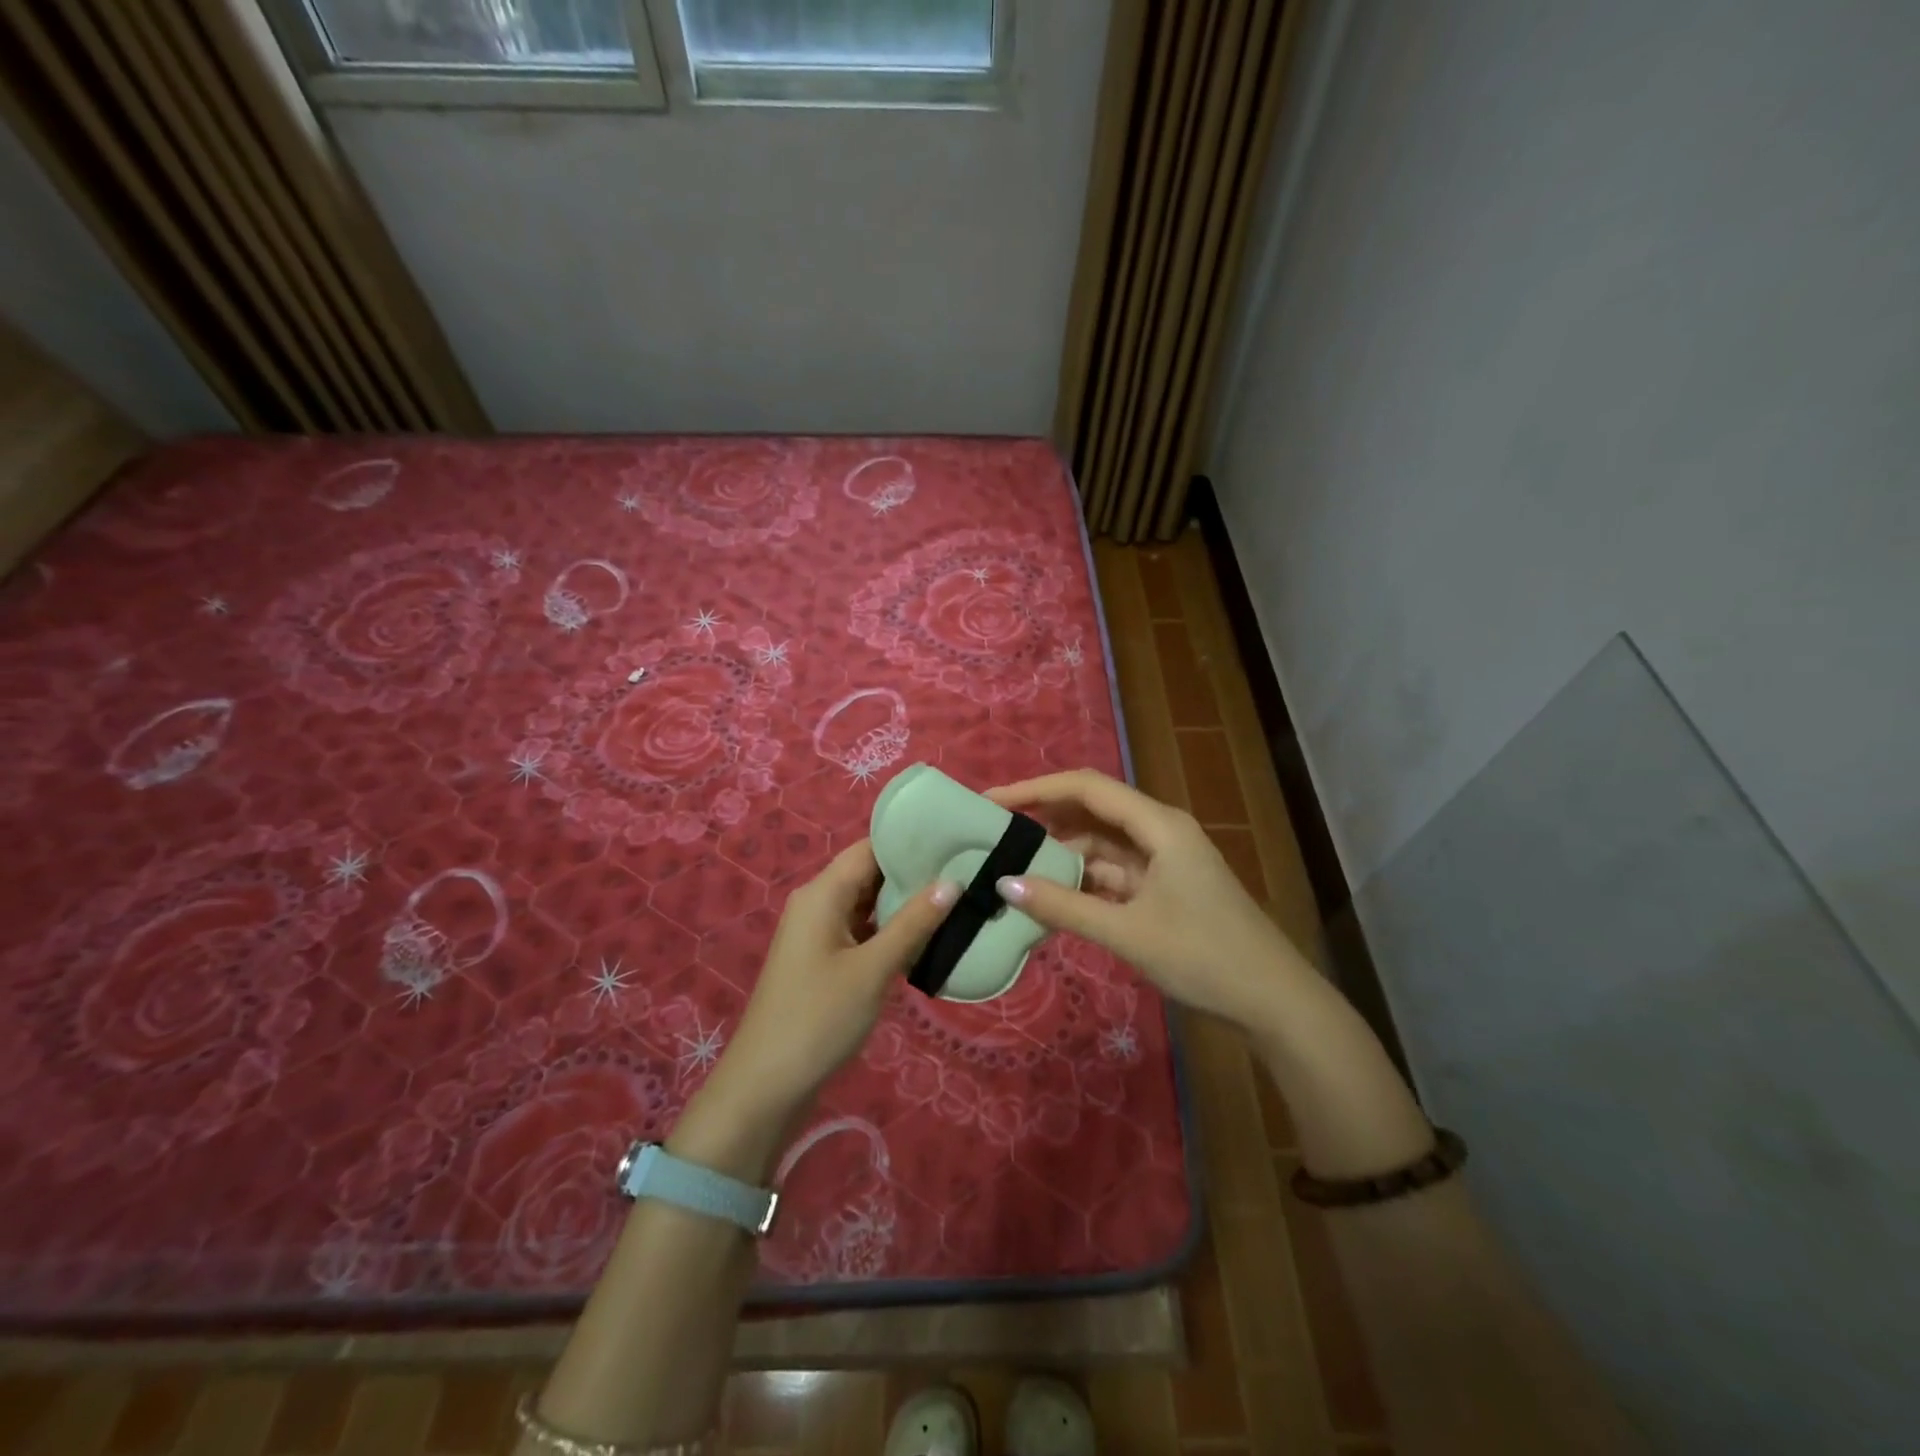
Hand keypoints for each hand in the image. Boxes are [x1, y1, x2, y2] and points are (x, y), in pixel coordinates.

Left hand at [704, 840, 953, 1124]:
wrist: (766, 1085)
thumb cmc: (819, 1018)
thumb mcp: (873, 969)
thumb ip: (913, 923)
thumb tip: (952, 882)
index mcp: (822, 893)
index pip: (869, 849)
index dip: (909, 842)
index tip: (953, 841)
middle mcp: (817, 903)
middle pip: (869, 874)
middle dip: (912, 874)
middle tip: (965, 873)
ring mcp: (818, 933)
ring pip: (867, 904)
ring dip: (903, 905)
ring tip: (955, 900)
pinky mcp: (823, 960)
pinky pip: (861, 931)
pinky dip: (890, 932)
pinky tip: (926, 938)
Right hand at [988, 770, 1308, 1028]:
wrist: (1274, 1002)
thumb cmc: (1204, 956)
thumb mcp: (1127, 932)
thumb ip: (1064, 906)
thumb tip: (1003, 884)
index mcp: (1158, 824)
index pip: (1086, 788)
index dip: (1035, 789)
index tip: (992, 802)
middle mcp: (1161, 831)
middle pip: (1093, 811)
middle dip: (1045, 819)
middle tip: (995, 834)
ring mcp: (1165, 861)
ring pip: (1102, 846)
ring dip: (1064, 855)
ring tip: (1015, 868)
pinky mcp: (1166, 889)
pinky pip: (1115, 874)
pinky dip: (1084, 882)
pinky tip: (1053, 897)